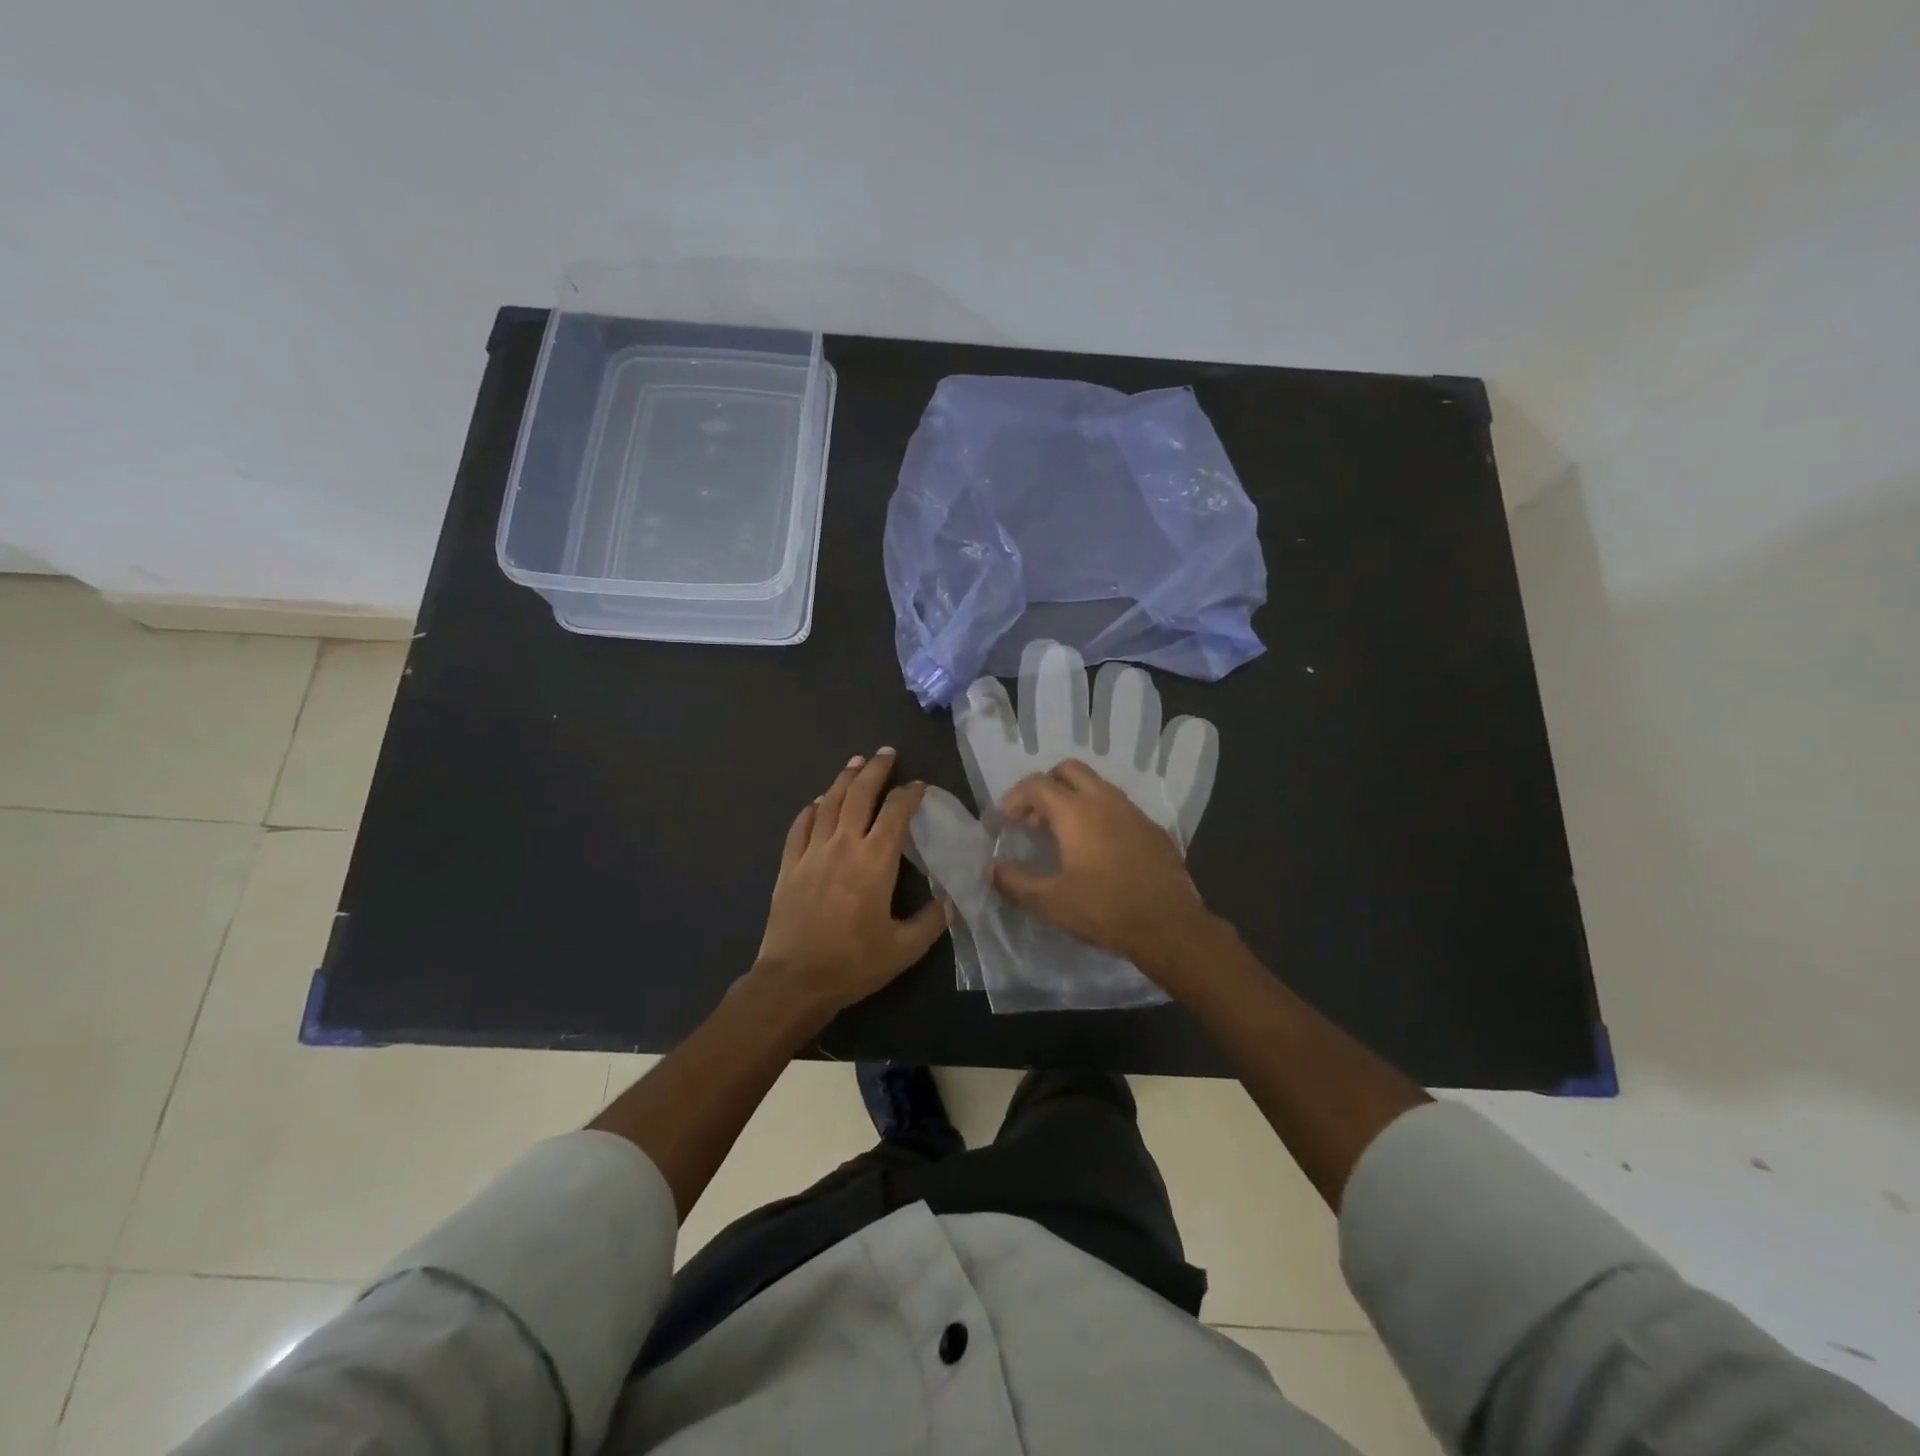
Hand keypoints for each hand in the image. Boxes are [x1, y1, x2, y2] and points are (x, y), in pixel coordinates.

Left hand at [753, 748, 948, 1016]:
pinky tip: (818, 803)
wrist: (794, 979)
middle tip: (885, 753)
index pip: (896, 813)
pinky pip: (800, 826)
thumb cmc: (853, 963)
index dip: (910, 794)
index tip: (919, 786)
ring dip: (844, 780)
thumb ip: (931, 922)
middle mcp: (844, 845)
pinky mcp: (788, 865)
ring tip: (855, 763)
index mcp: (875, 861)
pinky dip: (812, 809)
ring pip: (829, 803)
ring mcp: (812, 852)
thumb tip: (949, 903)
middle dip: (875, 770)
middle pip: (859, 794)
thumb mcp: (904, 949)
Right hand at [993, 760, 1216, 980]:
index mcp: (1076, 812)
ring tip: (1062, 834)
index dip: (1015, 798)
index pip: (1037, 784)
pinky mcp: (1152, 828)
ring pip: (1096, 785)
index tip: (1006, 821)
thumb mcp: (1051, 902)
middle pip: (1069, 770)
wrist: (1170, 927)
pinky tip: (1097, 849)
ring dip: (1073, 798)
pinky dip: (1098, 814)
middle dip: (1045, 786)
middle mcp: (1105, 800)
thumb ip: (1016, 882)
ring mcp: (1133, 812)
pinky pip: (1118, 807)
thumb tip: (994, 869)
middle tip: (1034, 819)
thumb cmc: (1105, 910)